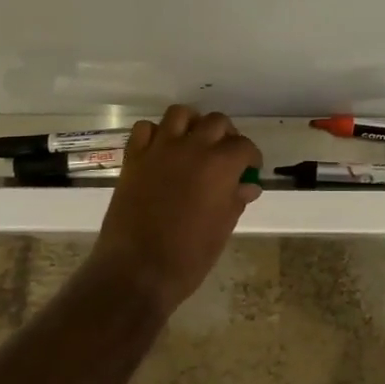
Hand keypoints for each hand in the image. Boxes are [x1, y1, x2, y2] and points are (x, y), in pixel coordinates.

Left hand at [89, 105, 263, 311]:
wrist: (137, 270)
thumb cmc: (188, 256)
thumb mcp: (222, 229)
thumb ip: (236, 200)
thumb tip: (247, 185)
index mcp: (220, 165)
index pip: (244, 146)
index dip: (251, 156)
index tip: (250, 169)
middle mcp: (192, 147)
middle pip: (216, 122)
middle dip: (226, 135)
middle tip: (225, 155)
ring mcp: (159, 149)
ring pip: (180, 114)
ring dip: (191, 124)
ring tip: (193, 142)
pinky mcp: (133, 157)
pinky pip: (145, 129)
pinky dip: (155, 134)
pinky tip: (161, 151)